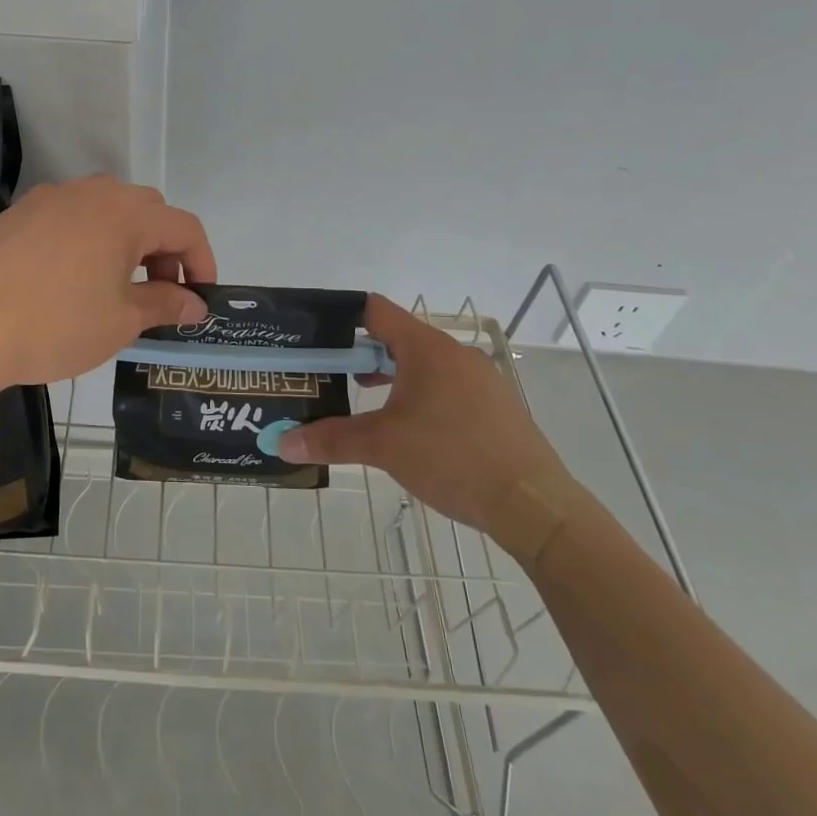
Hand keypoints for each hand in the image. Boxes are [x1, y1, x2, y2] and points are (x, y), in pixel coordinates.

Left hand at [0, 176, 215, 389]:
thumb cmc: (58, 325)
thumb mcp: (122, 320)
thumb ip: (165, 303)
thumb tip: (194, 304)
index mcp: (125, 213)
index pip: (184, 227)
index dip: (202, 261)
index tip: (199, 297)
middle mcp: (91, 192)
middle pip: (147, 210)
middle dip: (164, 249)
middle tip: (158, 292)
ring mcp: (49, 198)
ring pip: (105, 208)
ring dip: (125, 240)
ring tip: (115, 284)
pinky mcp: (18, 214)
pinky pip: (68, 217)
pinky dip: (86, 239)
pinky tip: (69, 277)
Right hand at [277, 294, 565, 533]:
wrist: (534, 504)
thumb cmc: (452, 458)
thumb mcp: (384, 447)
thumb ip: (332, 439)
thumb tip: (283, 443)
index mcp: (427, 348)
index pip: (375, 310)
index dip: (341, 317)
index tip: (313, 336)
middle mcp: (455, 354)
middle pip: (397, 338)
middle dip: (359, 355)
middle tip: (327, 374)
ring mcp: (479, 380)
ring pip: (421, 365)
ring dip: (389, 377)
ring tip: (360, 401)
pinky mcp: (493, 406)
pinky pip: (444, 387)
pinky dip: (417, 395)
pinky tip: (406, 428)